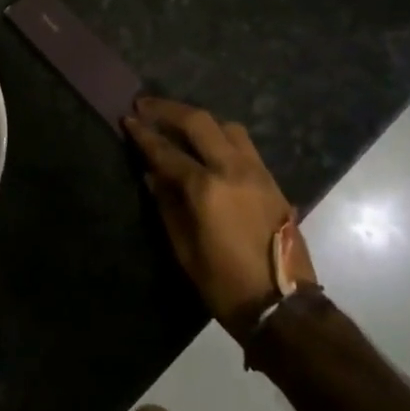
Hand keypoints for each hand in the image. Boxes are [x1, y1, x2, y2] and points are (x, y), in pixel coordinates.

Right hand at [125, 99, 316, 338]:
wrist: (283, 305)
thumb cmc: (225, 283)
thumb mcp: (184, 249)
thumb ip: (167, 205)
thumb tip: (152, 175)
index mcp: (206, 188)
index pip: (167, 151)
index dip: (144, 134)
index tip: (127, 118)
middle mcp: (232, 169)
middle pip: (199, 122)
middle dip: (169, 110)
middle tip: (146, 105)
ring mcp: (256, 170)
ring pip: (226, 126)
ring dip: (199, 120)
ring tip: (180, 123)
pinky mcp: (271, 179)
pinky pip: (243, 144)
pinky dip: (221, 135)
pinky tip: (209, 145)